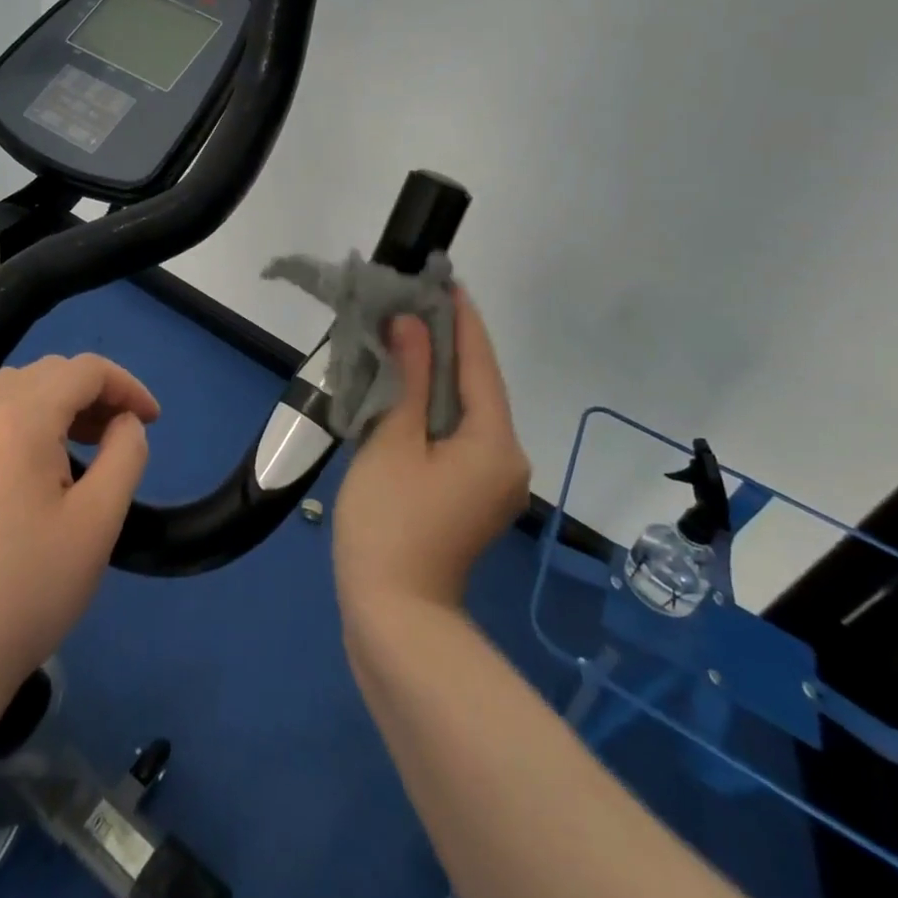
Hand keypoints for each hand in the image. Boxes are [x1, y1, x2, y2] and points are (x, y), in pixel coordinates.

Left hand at [0, 354, 159, 700]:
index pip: (83, 371)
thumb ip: (126, 454)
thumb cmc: (28, 593)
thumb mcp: (100, 522)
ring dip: (43, 407)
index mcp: (17, 421)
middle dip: (86, 394)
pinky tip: (6, 477)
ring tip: (63, 454)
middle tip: (110, 436)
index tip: (149, 420)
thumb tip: (124, 422)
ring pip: (0, 393)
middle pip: (41, 374)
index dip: (125, 385)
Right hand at [332, 289, 531, 615]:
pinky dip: (435, 408)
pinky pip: (459, 435)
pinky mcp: (473, 496)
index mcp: (495, 441)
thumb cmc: (390, 523)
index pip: (480, 362)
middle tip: (413, 303)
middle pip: (478, 386)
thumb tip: (412, 325)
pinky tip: (408, 388)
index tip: (445, 279)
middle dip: (448, 343)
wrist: (394, 618)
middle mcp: (507, 456)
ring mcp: (493, 480)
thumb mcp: (394, 442)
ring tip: (406, 334)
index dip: (462, 318)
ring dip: (438, 375)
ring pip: (467, 411)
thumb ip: (409, 379)